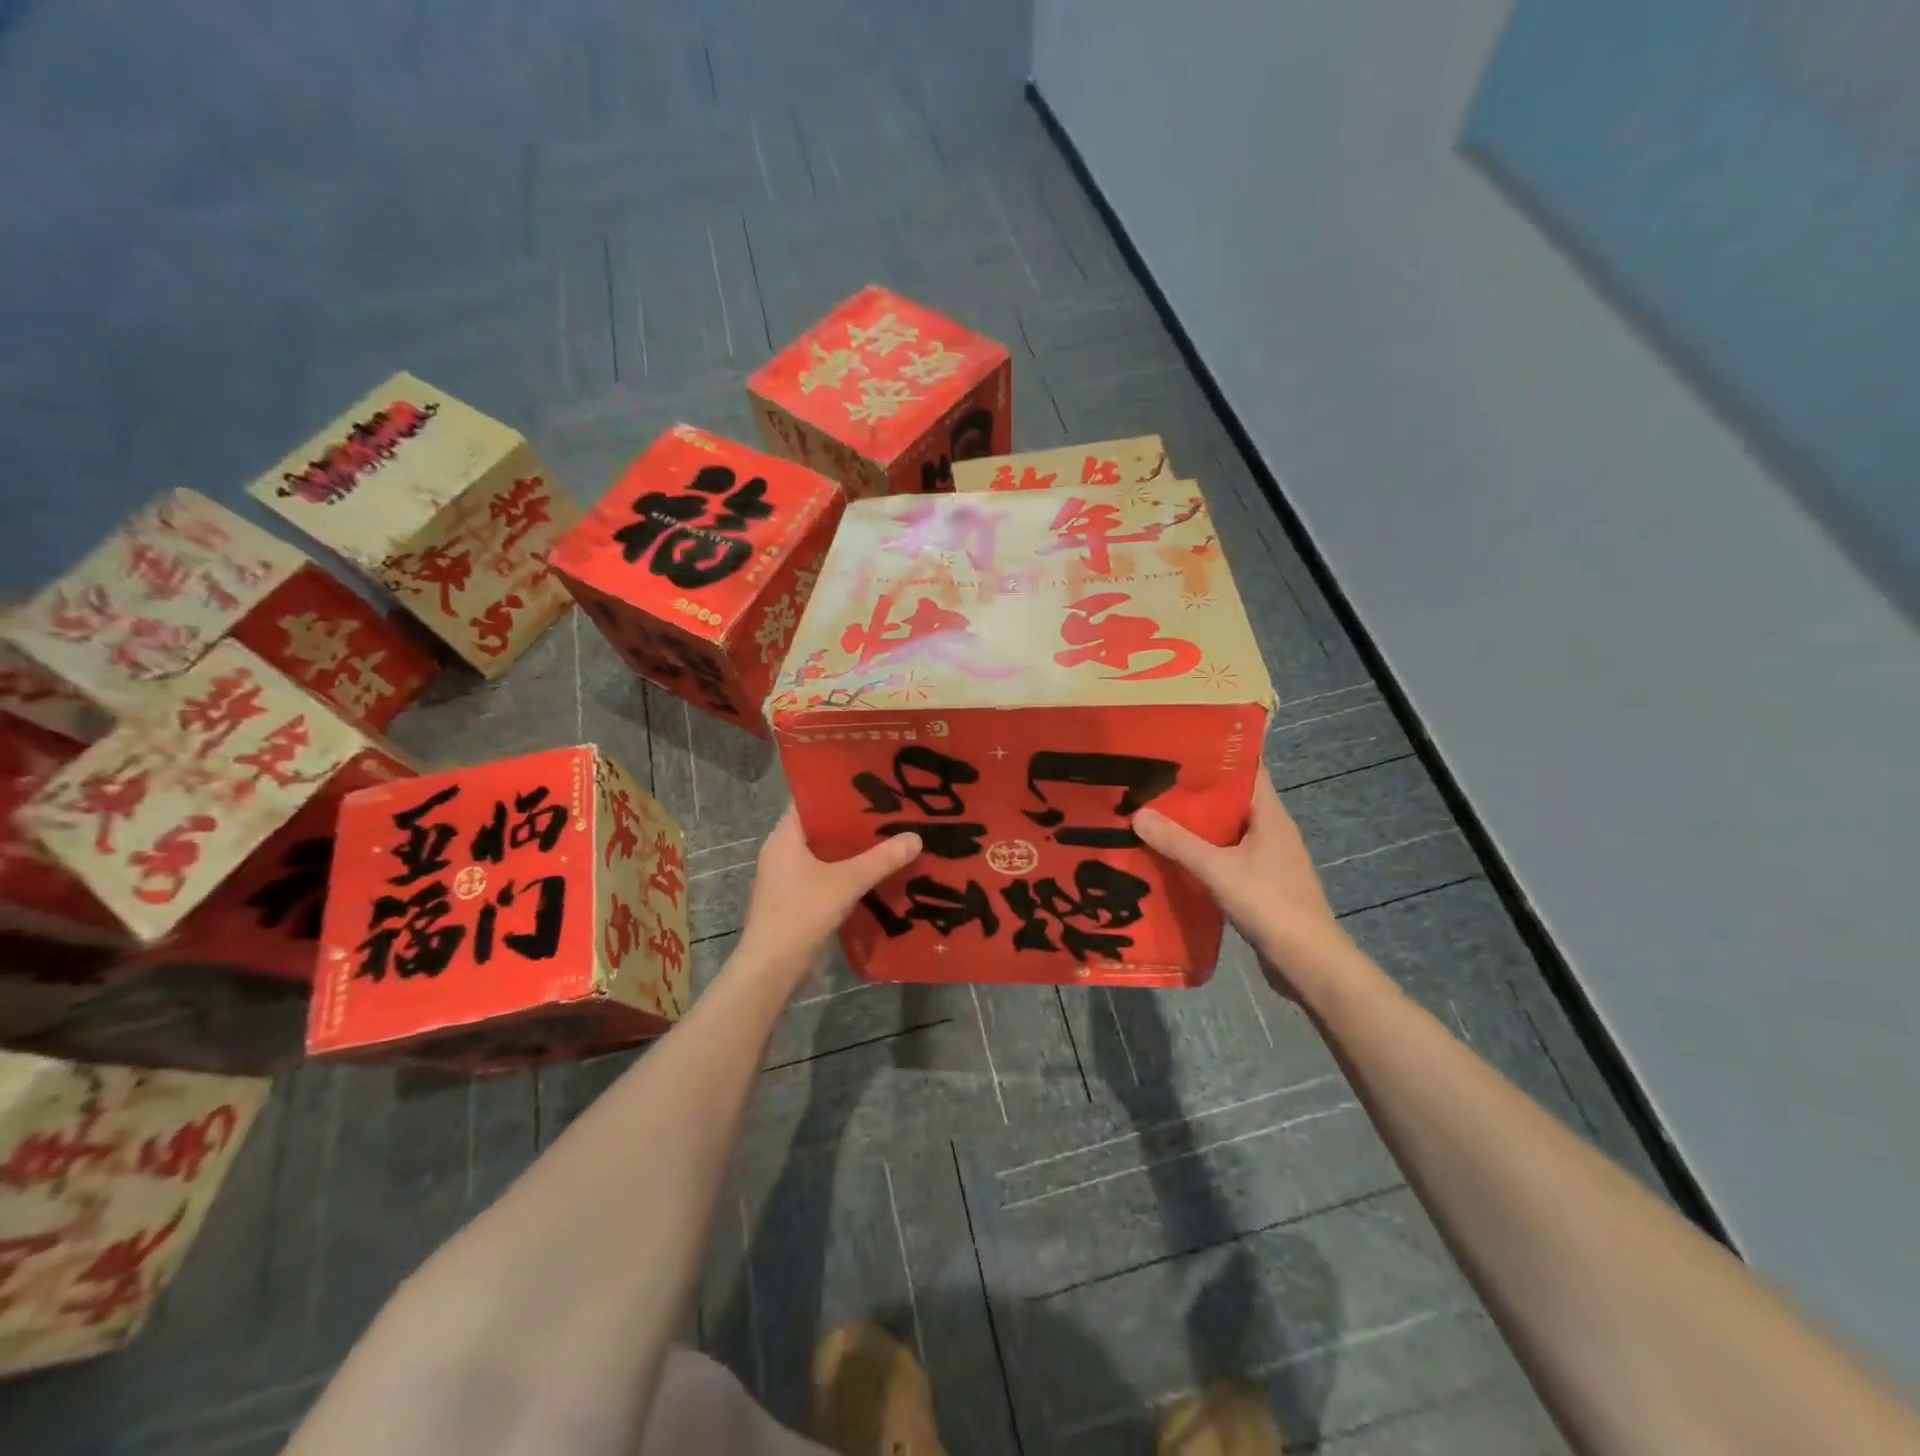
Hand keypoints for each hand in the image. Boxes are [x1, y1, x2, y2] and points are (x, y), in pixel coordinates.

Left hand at [736, 807, 920, 982]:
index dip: (840, 791)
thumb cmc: (802, 913)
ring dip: (854, 851)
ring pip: (826, 854)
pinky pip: (826, 877)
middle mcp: (783, 852)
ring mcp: (788, 878)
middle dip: (855, 823)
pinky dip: (848, 873)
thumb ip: (882, 859)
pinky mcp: (797, 901)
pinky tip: (877, 874)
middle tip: (891, 812)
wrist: (773, 969)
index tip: (872, 786)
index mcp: (785, 837)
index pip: (811, 800)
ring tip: (891, 839)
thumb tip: (916, 837)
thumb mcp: (847, 882)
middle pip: (822, 828)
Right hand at [1133, 765, 1350, 997]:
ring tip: (1155, 815)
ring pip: (1227, 831)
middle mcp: (1272, 830)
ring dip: (1197, 826)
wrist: (1307, 962)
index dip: (1218, 755)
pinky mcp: (1261, 884)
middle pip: (1232, 800)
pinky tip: (1174, 858)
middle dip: (1196, 792)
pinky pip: (1227, 857)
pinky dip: (1203, 854)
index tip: (1181, 746)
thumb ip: (1177, 842)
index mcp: (1270, 815)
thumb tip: (1138, 814)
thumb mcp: (1217, 869)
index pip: (1248, 770)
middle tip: (1154, 782)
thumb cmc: (1269, 903)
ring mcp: (1269, 859)